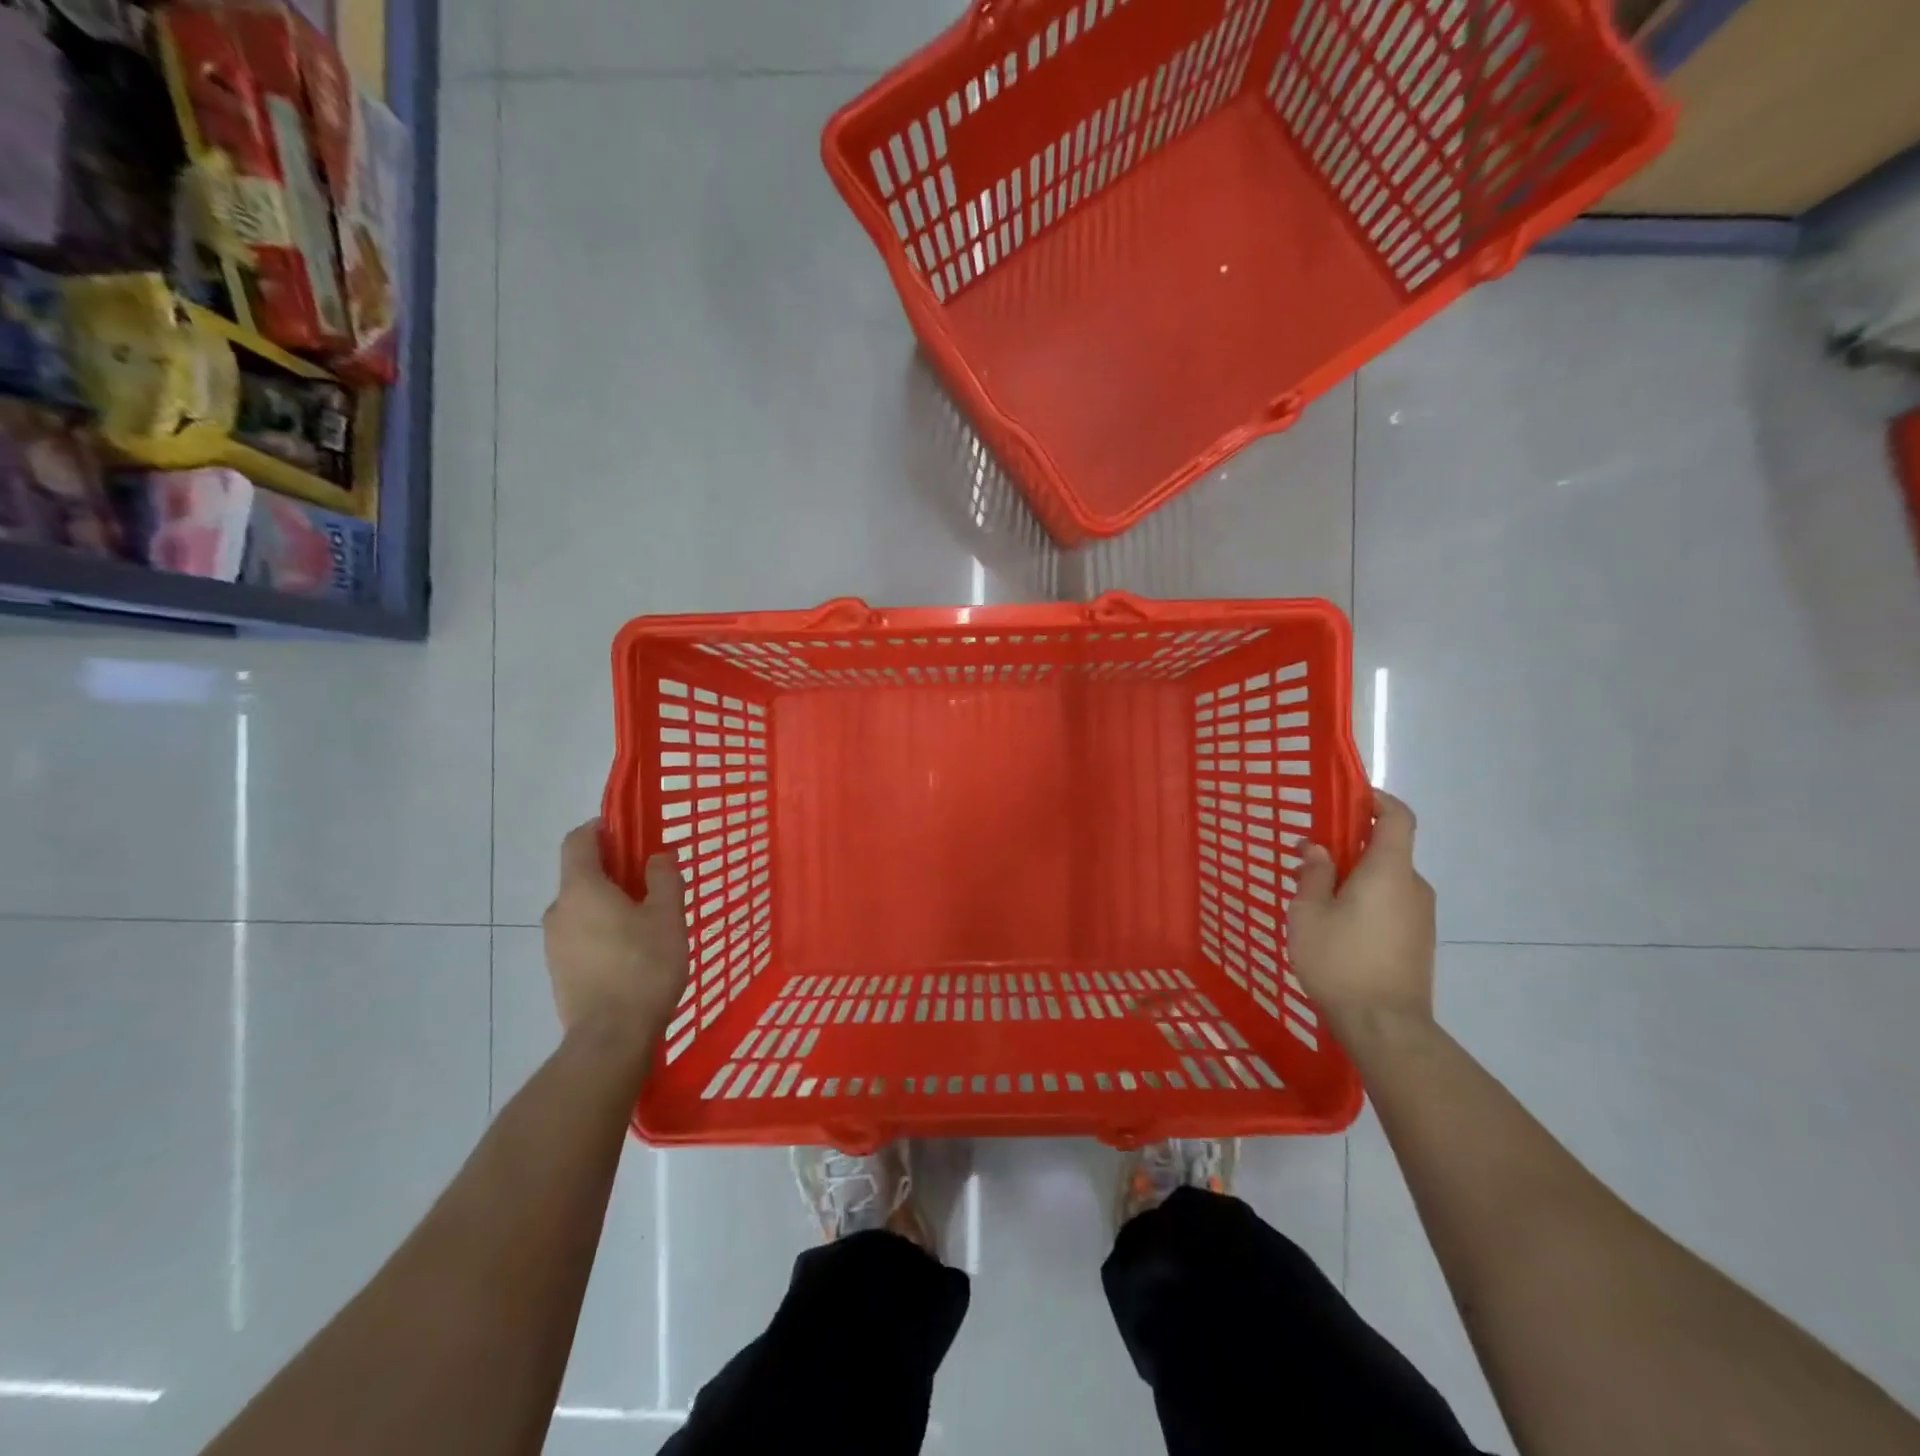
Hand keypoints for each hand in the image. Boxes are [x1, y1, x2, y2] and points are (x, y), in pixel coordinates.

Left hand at [543, 821, 689, 1056]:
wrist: (610, 1038)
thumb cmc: (643, 967)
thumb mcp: (667, 916)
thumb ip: (664, 878)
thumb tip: (657, 857)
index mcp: (581, 889)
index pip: (578, 841)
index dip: (600, 828)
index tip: (628, 831)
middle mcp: (559, 911)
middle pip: (581, 875)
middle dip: (613, 870)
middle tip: (651, 881)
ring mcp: (553, 944)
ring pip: (582, 908)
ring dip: (609, 903)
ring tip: (647, 921)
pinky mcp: (559, 971)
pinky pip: (581, 935)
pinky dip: (602, 930)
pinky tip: (632, 952)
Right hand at [1288, 792, 1436, 1033]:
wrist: (1386, 1026)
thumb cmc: (1340, 960)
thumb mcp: (1309, 912)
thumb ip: (1314, 874)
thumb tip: (1320, 849)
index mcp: (1389, 870)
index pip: (1398, 817)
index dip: (1377, 800)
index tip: (1348, 800)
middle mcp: (1413, 887)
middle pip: (1387, 849)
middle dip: (1350, 846)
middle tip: (1310, 860)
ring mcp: (1421, 917)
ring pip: (1386, 880)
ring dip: (1355, 878)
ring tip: (1316, 900)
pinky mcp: (1418, 942)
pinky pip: (1391, 905)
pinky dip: (1366, 901)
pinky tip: (1337, 928)